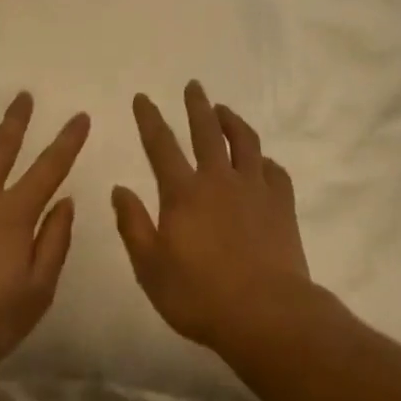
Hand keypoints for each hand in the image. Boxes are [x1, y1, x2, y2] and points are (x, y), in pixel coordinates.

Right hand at [113, 81, 312, 353]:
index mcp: (183, 193)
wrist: (267, 315)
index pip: (160, 145)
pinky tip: (262, 162)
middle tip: (194, 85)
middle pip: (206, 131)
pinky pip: (275, 171)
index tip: (142, 97)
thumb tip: (119, 189)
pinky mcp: (281, 205)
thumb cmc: (200, 295)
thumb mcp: (150, 268)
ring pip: (244, 142)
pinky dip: (265, 161)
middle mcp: (218, 180)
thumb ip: (133, 225)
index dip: (149, 118)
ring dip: (232, 121)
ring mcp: (254, 189)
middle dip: (197, 105)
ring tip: (224, 110)